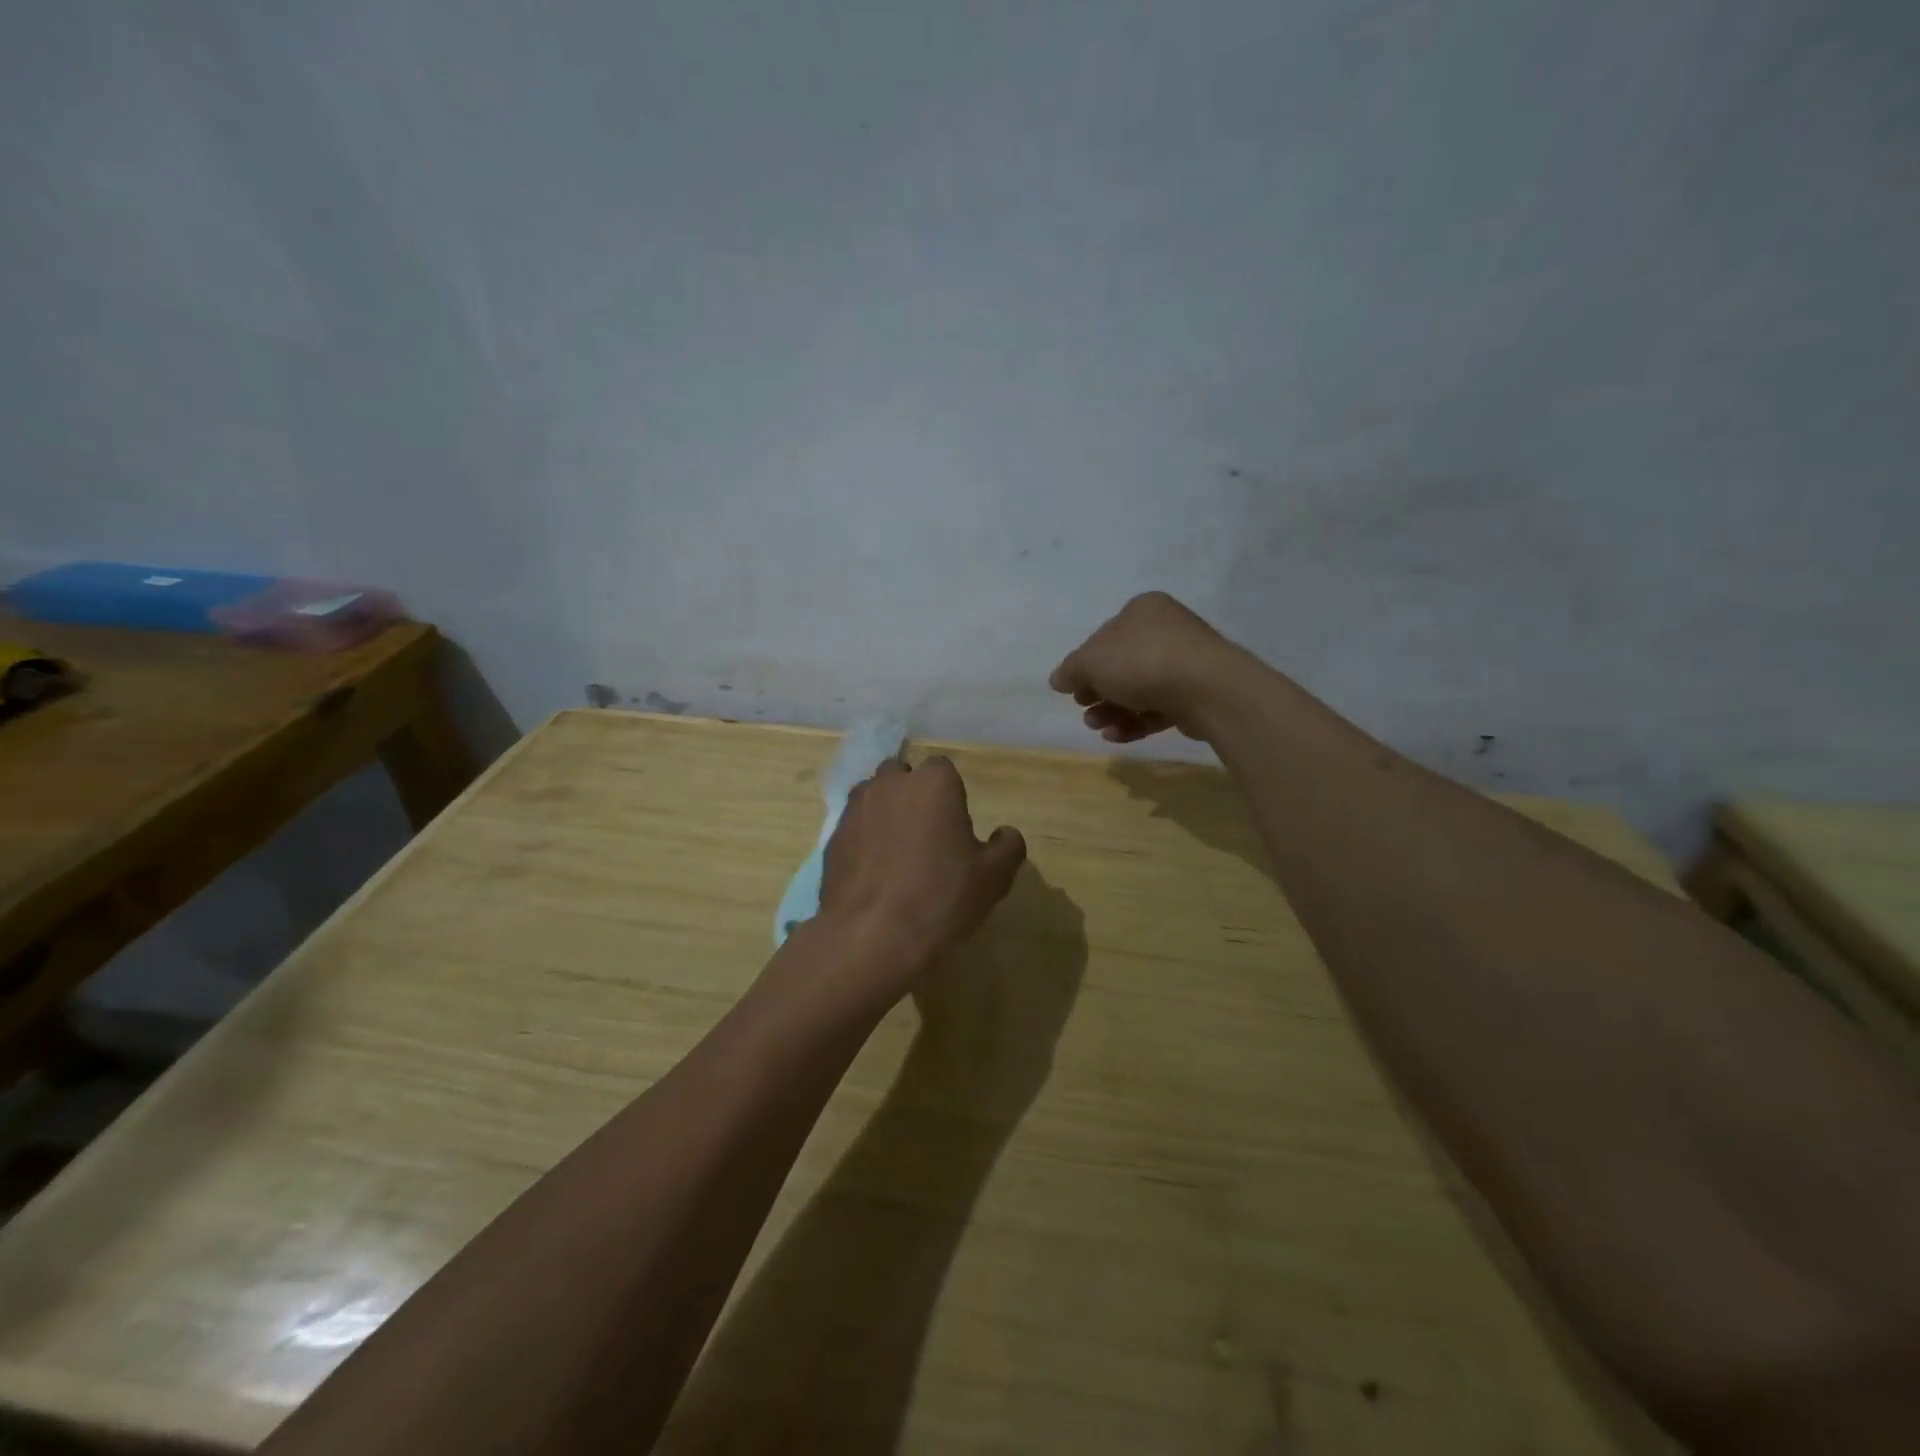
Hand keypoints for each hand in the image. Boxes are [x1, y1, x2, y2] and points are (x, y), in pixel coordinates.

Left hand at [818, 756, 1026, 995]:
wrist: (871, 936)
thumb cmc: (941, 897)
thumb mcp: (994, 876)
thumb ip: (1007, 846)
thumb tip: (1005, 834)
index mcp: (932, 783)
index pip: (944, 770)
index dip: (951, 795)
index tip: (955, 827)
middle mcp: (889, 784)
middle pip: (903, 776)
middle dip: (913, 795)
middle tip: (927, 835)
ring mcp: (855, 809)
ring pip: (874, 797)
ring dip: (886, 813)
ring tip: (897, 853)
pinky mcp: (832, 838)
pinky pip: (854, 827)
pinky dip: (864, 839)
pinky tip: (874, 873)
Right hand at [1049, 591, 1247, 742]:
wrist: (1206, 688)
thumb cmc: (1142, 662)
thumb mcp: (1091, 661)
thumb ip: (1071, 670)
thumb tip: (1057, 679)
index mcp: (1142, 610)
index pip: (1104, 636)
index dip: (1085, 664)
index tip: (1074, 689)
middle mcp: (1166, 630)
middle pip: (1121, 664)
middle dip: (1098, 692)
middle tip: (1084, 709)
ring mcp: (1185, 662)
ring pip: (1139, 689)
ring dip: (1113, 710)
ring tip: (1098, 727)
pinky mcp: (1196, 694)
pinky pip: (1159, 707)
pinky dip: (1136, 721)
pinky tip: (1117, 736)